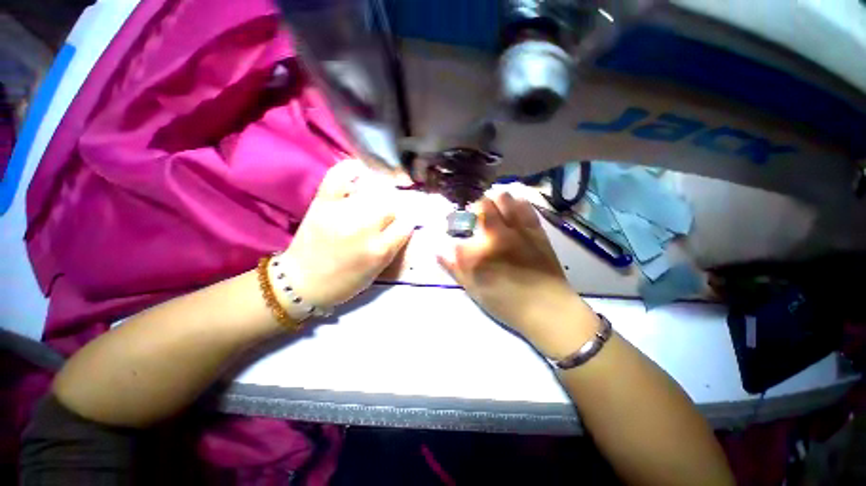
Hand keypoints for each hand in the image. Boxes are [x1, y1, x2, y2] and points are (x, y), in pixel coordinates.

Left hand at [278, 160, 414, 308]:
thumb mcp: (376, 271)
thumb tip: (402, 225)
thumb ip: (392, 248)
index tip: (403, 224)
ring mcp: (342, 213)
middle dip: (392, 211)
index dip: (406, 224)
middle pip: (391, 206)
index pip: (405, 225)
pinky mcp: (323, 203)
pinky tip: (359, 169)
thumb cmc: (344, 282)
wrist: (302, 282)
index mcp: (379, 250)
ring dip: (378, 194)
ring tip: (376, 197)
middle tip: (386, 216)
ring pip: (372, 192)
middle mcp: (364, 229)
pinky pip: (338, 177)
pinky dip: (349, 169)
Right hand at [437, 192, 597, 357]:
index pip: (457, 234)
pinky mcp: (535, 230)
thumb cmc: (506, 303)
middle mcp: (494, 236)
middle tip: (476, 215)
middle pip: (482, 205)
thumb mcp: (473, 290)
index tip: (456, 234)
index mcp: (476, 254)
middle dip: (475, 207)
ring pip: (504, 198)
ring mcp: (517, 230)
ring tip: (494, 208)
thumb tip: (438, 251)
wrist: (547, 308)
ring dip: (495, 200)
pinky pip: (525, 207)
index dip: (453, 231)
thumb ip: (454, 268)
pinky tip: (513, 209)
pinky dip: (516, 203)